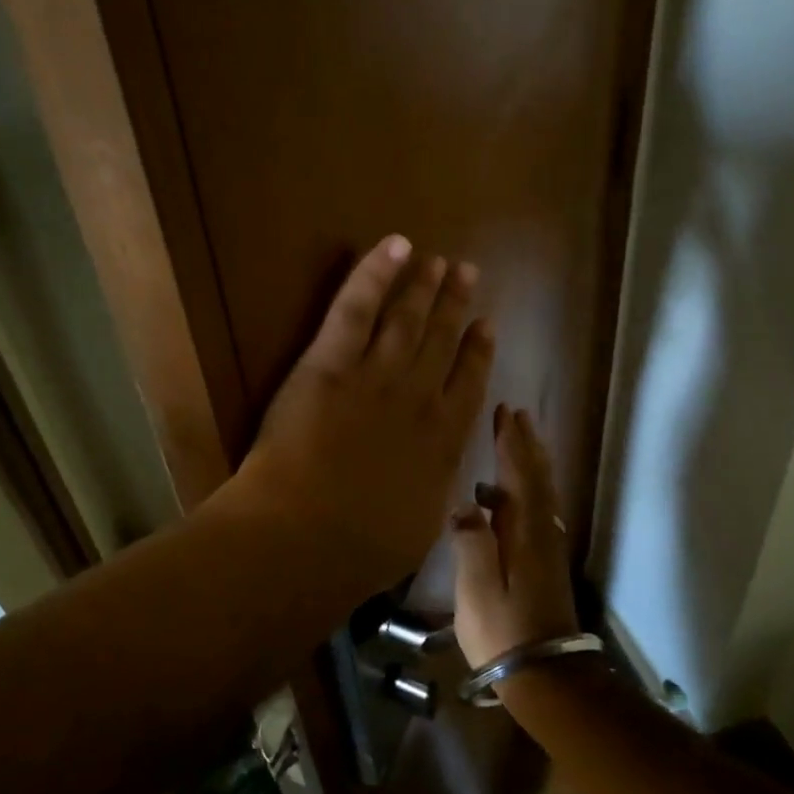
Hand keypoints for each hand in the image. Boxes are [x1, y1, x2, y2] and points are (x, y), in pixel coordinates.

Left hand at [223, 235, 494, 580]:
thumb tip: (435, 484)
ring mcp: (375, 375)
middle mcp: (418, 398)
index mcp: (442, 442)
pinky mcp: (331, 362)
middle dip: (455, 305)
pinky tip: (396, 245)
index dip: (478, 352)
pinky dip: (376, 273)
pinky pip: (357, 307)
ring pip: (407, 319)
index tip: (486, 326)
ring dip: (424, 287)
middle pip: (441, 342)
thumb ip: (430, 495)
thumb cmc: (361, 548)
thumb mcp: (417, 529)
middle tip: (467, 273)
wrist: (307, 536)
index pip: (467, 385)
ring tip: (439, 261)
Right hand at [451, 406, 579, 672]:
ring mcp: (547, 547)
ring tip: (520, 440)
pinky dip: (530, 488)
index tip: (506, 412)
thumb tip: (465, 504)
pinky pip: (539, 509)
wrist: (545, 675)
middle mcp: (542, 531)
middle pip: (537, 478)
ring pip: (542, 492)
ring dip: (532, 462)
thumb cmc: (504, 630)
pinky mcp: (545, 562)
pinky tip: (513, 495)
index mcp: (525, 531)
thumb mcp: (477, 588)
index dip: (512, 443)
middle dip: (526, 445)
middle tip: (517, 415)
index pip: (519, 475)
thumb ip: (471, 542)